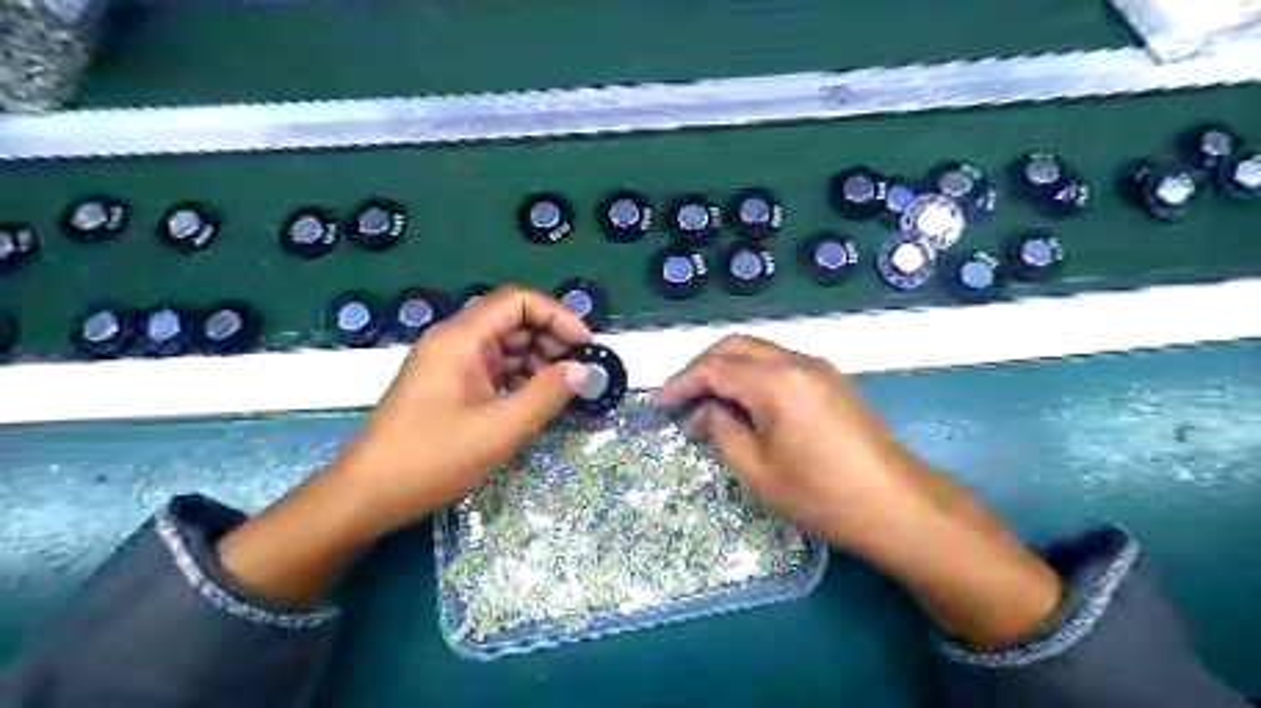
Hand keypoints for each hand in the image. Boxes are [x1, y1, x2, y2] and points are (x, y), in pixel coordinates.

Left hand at [332, 285, 594, 533]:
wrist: (367, 495)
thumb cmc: (432, 458)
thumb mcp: (499, 429)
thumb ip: (546, 395)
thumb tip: (581, 370)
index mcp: (461, 339)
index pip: (517, 301)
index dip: (557, 315)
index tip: (586, 344)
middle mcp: (455, 342)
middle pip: (512, 320)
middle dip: (551, 339)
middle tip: (579, 370)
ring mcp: (451, 364)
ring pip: (505, 346)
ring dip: (538, 361)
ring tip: (562, 389)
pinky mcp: (450, 386)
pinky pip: (493, 369)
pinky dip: (519, 379)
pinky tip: (536, 401)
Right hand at [661, 338, 1061, 646]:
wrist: (898, 506)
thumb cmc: (822, 496)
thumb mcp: (758, 471)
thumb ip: (721, 431)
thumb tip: (703, 411)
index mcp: (776, 381)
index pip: (713, 368)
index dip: (680, 384)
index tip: (658, 406)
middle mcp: (796, 362)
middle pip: (734, 346)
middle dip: (700, 368)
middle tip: (680, 401)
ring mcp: (818, 368)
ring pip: (757, 352)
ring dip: (726, 370)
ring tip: (708, 406)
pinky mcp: (831, 381)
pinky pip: (779, 364)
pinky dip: (751, 377)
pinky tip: (744, 407)